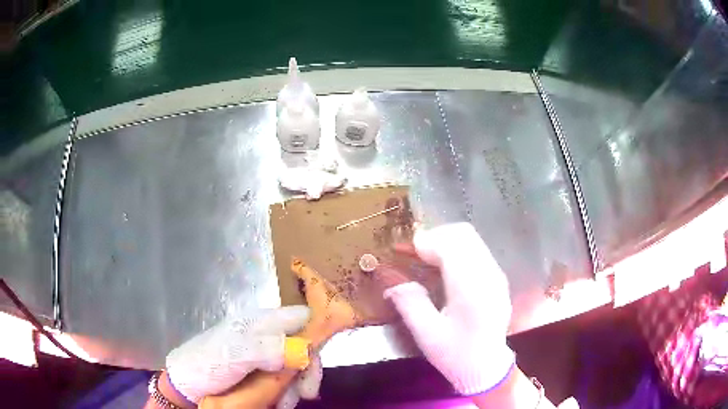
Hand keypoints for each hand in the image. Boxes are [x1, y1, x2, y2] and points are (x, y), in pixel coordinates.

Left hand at [164, 306, 320, 408]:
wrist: (186, 385)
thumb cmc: (205, 364)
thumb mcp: (232, 355)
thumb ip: (265, 349)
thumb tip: (304, 348)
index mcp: (259, 323)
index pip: (299, 317)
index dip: (317, 330)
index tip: (319, 358)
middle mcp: (266, 336)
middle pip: (303, 345)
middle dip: (307, 369)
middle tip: (307, 393)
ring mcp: (265, 356)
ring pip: (296, 366)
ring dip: (296, 386)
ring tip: (285, 403)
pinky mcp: (263, 373)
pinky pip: (286, 380)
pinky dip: (287, 393)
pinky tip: (279, 402)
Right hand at [378, 223, 514, 394]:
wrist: (488, 368)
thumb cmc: (457, 355)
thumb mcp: (427, 335)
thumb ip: (410, 303)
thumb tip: (392, 280)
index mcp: (470, 289)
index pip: (449, 247)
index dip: (423, 242)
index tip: (401, 250)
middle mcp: (488, 274)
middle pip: (462, 234)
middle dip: (433, 237)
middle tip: (412, 253)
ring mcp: (496, 274)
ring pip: (471, 239)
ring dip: (444, 241)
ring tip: (424, 258)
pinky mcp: (497, 277)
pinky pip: (476, 250)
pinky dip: (456, 249)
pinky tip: (443, 267)